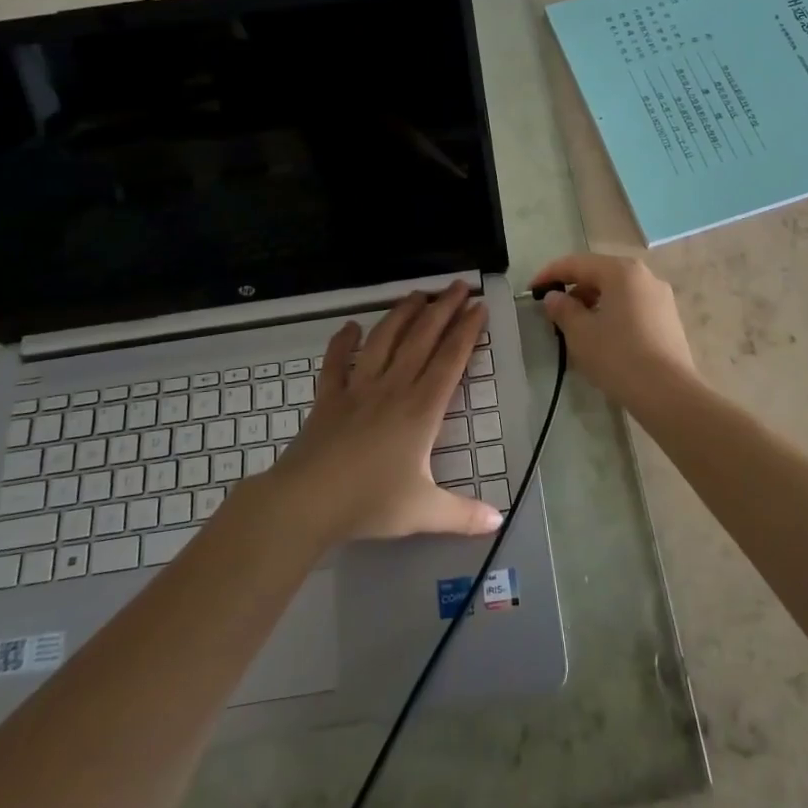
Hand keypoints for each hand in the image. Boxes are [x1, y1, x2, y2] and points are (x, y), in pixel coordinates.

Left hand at [269, 281, 503, 543]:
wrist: (307, 501)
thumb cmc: (370, 502)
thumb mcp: (424, 513)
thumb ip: (463, 515)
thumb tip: (499, 522)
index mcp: (421, 409)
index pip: (450, 359)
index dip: (467, 331)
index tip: (479, 306)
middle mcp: (393, 387)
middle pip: (422, 338)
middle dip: (443, 308)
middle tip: (458, 285)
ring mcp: (358, 388)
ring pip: (384, 339)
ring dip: (402, 313)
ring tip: (417, 294)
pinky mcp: (329, 397)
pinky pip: (336, 362)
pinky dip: (342, 342)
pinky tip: (349, 327)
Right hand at [532, 252, 697, 409]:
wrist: (668, 394)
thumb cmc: (619, 356)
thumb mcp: (580, 333)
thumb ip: (562, 309)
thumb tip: (554, 297)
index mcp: (622, 271)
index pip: (577, 263)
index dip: (550, 274)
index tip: (531, 290)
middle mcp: (645, 276)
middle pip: (600, 274)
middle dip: (573, 290)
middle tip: (553, 313)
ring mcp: (661, 297)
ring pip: (617, 291)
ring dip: (592, 303)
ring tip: (575, 328)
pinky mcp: (669, 319)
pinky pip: (632, 306)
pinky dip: (612, 313)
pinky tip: (602, 337)